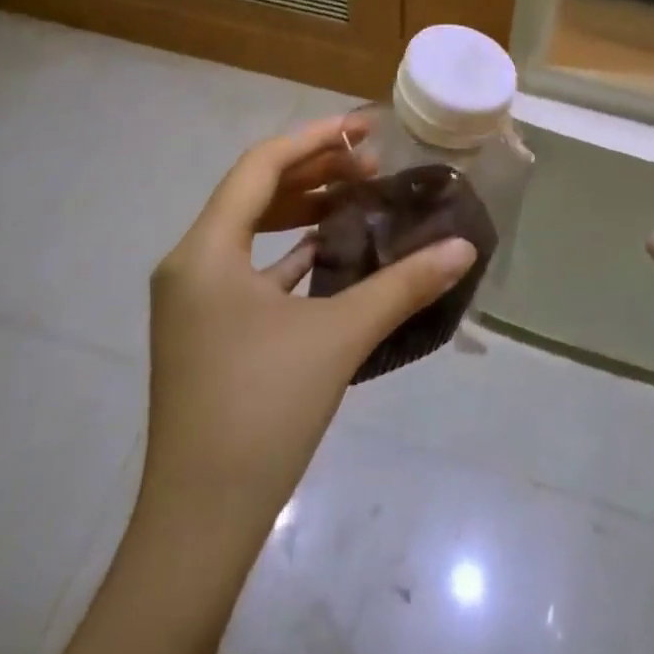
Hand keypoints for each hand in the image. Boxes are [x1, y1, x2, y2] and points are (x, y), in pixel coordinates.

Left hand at [142, 116, 477, 528]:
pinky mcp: (205, 329)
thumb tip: (463, 247)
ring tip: (356, 196)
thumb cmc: (262, 412)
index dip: (315, 138)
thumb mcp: (338, 337)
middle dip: (314, 170)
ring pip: (250, 228)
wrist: (198, 525)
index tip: (365, 129)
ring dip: (302, 208)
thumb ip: (403, 285)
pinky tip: (331, 251)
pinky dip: (289, 249)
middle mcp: (190, 263)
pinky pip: (248, 266)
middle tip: (371, 164)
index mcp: (206, 250)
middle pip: (254, 190)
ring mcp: (193, 299)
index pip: (261, 165)